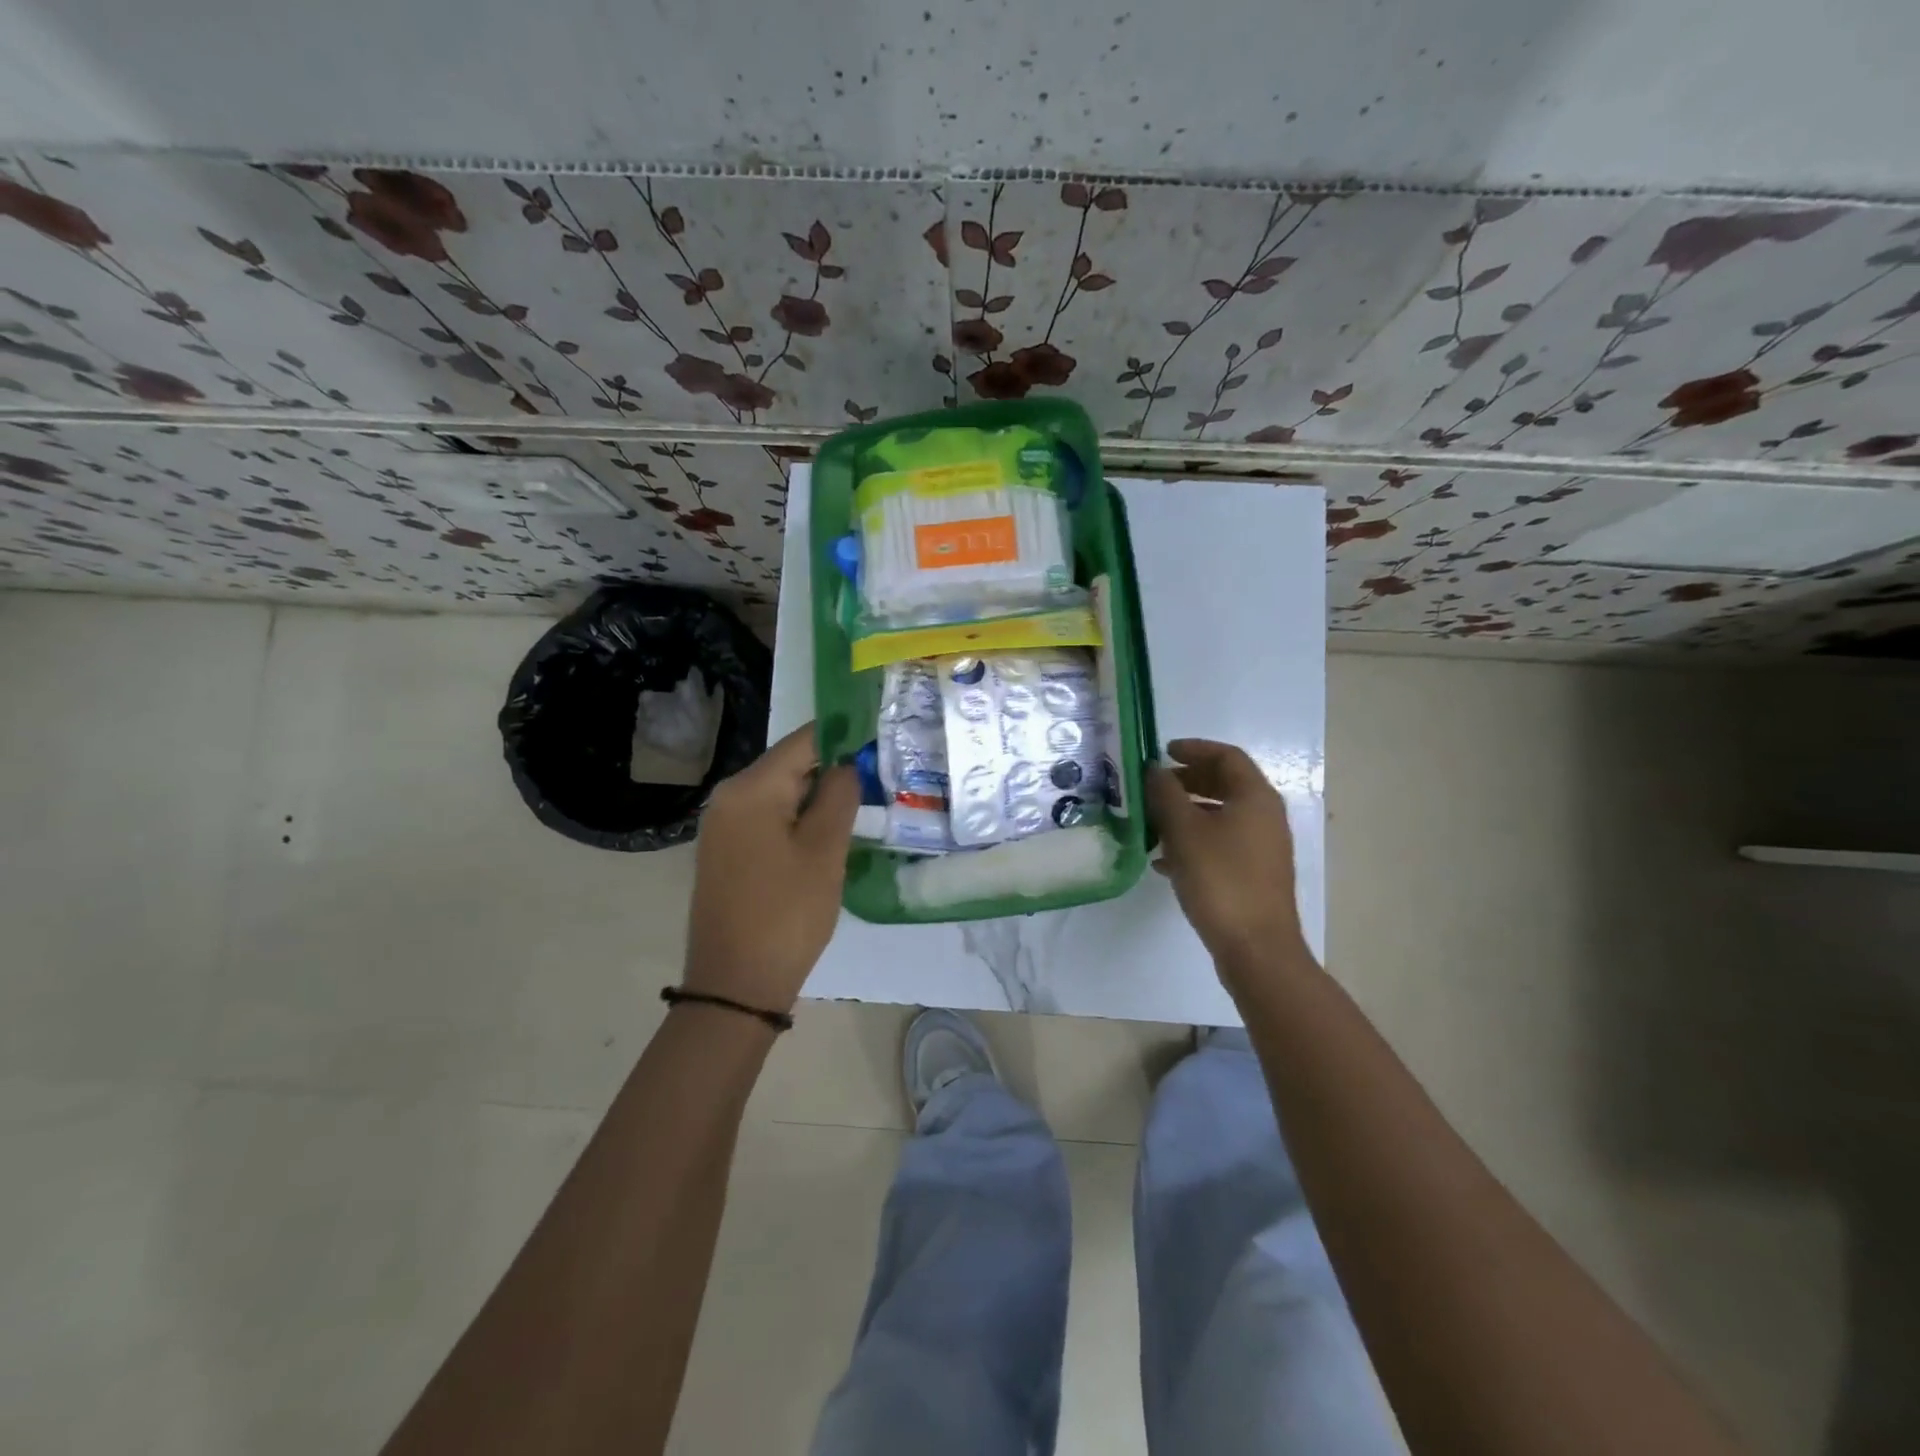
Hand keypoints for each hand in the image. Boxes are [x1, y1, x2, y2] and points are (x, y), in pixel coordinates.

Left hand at [683, 724, 859, 1013]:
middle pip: (790, 765)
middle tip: (879, 778)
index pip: (804, 741)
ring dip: (818, 796)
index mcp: (751, 789)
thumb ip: (840, 795)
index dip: (843, 736)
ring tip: (862, 804)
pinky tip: (827, 834)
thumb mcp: (824, 851)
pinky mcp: (726, 851)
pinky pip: (768, 818)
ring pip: (781, 793)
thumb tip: (848, 763)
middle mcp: (729, 797)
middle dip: (833, 768)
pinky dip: (798, 818)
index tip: (880, 740)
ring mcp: (723, 825)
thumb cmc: (787, 913)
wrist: (736, 985)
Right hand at [1146, 738, 1311, 990]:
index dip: (1194, 749)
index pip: (1227, 756)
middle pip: (1225, 784)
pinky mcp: (1253, 874)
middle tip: (1154, 785)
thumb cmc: (1220, 879)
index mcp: (1255, 797)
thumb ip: (1166, 794)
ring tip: (1152, 822)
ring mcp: (1261, 847)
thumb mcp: (1184, 831)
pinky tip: (1163, 860)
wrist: (1256, 948)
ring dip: (1187, 812)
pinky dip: (1194, 841)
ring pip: (1220, 815)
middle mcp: (1264, 816)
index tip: (1163, 752)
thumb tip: (1154, 770)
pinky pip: (1221, 844)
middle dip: (1187, 780)